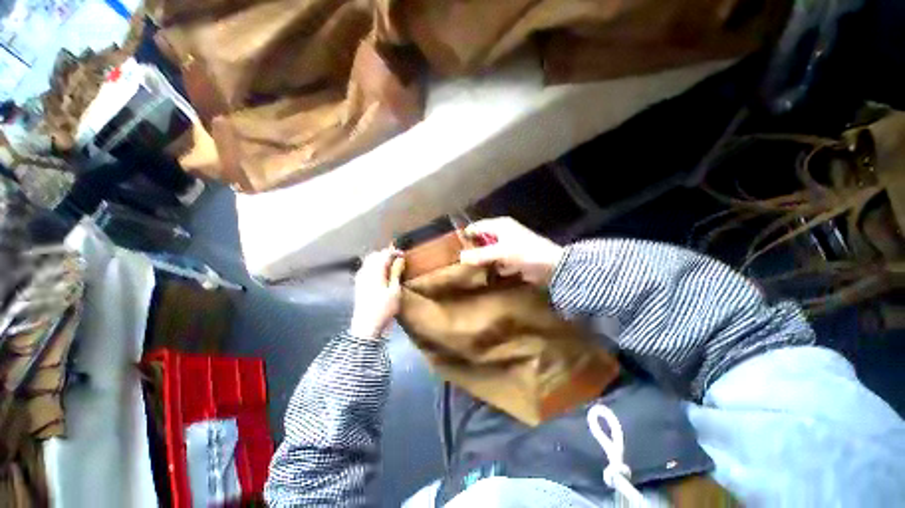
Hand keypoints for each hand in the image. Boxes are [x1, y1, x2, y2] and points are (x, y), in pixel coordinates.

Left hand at [349, 248, 405, 338]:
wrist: (366, 325)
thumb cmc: (384, 308)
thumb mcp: (395, 291)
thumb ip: (396, 273)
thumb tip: (399, 259)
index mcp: (375, 272)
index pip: (384, 254)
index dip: (394, 252)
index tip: (403, 255)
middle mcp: (365, 271)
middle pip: (375, 255)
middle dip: (386, 254)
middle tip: (397, 259)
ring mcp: (360, 277)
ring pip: (368, 260)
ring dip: (379, 259)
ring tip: (390, 265)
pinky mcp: (358, 284)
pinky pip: (365, 267)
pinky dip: (373, 265)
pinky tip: (380, 273)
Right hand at [459, 217, 563, 285]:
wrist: (553, 267)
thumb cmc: (526, 253)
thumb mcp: (501, 253)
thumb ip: (481, 255)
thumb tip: (461, 256)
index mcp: (500, 226)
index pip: (477, 227)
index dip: (466, 235)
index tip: (453, 246)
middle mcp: (503, 233)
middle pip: (482, 239)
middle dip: (472, 249)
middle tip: (458, 260)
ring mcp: (508, 247)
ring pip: (489, 251)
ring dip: (481, 259)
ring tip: (466, 269)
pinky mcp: (513, 259)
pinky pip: (497, 262)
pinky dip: (492, 267)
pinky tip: (483, 274)